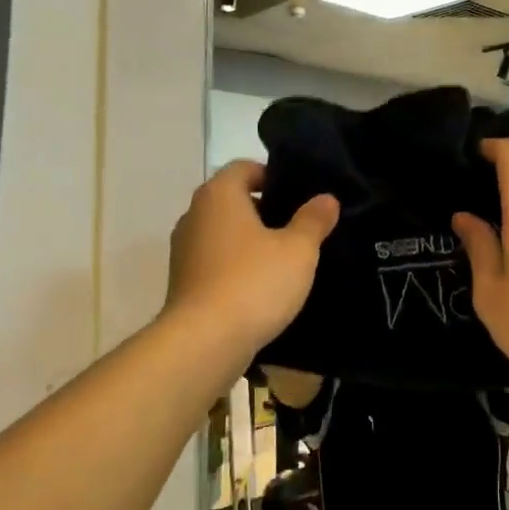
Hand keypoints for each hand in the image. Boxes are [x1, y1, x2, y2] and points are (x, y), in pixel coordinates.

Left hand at [166, 161, 339, 355]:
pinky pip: (216, 262)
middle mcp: (194, 215)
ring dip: (251, 242)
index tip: (299, 197)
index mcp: (219, 195)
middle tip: (300, 228)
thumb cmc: (254, 282)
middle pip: (232, 200)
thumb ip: (313, 220)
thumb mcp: (298, 250)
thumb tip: (326, 199)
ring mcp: (184, 251)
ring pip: (224, 234)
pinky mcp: (183, 283)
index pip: (244, 167)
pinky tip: (262, 288)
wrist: (204, 342)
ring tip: (285, 260)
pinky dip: (237, 267)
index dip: (272, 176)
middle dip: (265, 211)